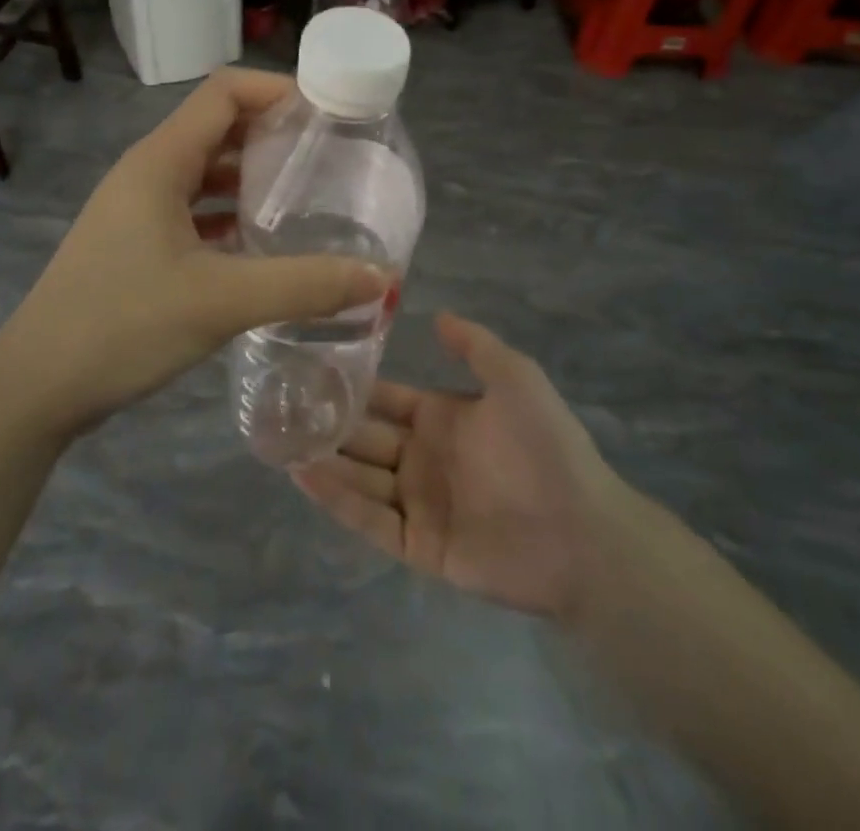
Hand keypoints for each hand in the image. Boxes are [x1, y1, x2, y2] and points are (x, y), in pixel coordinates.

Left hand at [0, 68, 389, 439]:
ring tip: (305, 198)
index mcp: (160, 161)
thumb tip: (381, 279)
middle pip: (216, 128)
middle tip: (329, 158)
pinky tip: (261, 245)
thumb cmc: (122, 325)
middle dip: (272, 135)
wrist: (36, 386)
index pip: (224, 92)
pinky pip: (192, 211)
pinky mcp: (134, 244)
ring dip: (250, 178)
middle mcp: (146, 173)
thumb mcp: (221, 302)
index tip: (328, 114)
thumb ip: (304, 285)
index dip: (276, 90)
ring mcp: (136, 209)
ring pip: (204, 173)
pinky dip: (228, 216)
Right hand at [294, 313, 636, 620]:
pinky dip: (336, 499)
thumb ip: (474, 345)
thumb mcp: (515, 378)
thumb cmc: (547, 447)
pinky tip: (303, 476)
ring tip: (277, 439)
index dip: (351, 385)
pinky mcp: (418, 545)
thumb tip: (435, 315)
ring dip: (322, 459)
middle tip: (276, 406)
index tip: (308, 368)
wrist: (583, 533)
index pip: (384, 398)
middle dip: (326, 423)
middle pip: (363, 437)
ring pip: (358, 477)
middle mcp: (422, 458)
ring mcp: (418, 503)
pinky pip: (369, 519)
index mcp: (440, 418)